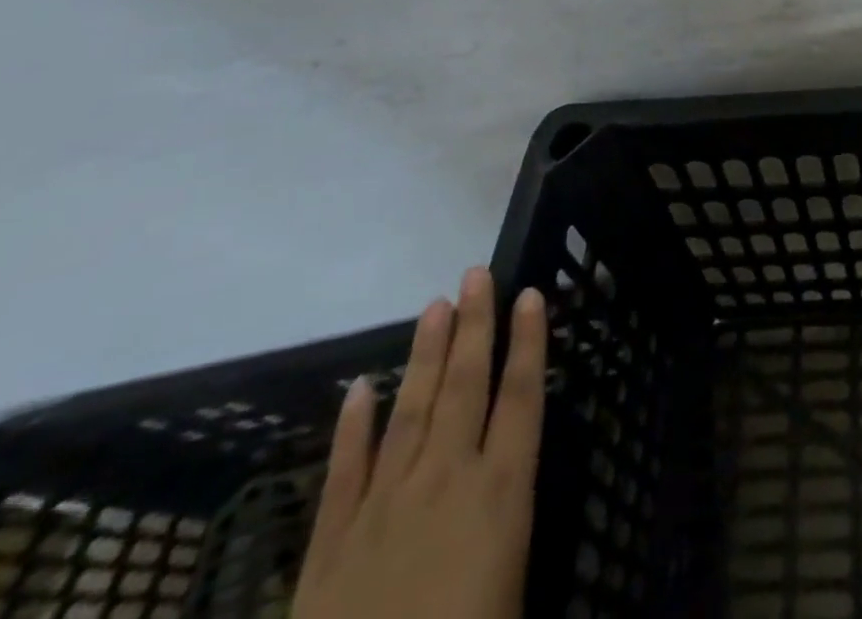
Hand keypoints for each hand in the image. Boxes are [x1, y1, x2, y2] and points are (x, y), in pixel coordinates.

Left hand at [294, 269, 548, 618]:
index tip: (530, 295)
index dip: (528, 342)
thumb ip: (511, 537)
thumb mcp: (514, 596)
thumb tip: (514, 502)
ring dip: (424, 355)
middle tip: (476, 274)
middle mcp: (448, 480)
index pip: (522, 396)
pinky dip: (353, 427)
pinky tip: (357, 388)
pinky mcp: (331, 544)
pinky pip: (346, 471)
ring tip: (434, 305)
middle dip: (474, 326)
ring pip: (412, 410)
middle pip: (466, 386)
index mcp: (501, 493)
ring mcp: (385, 507)